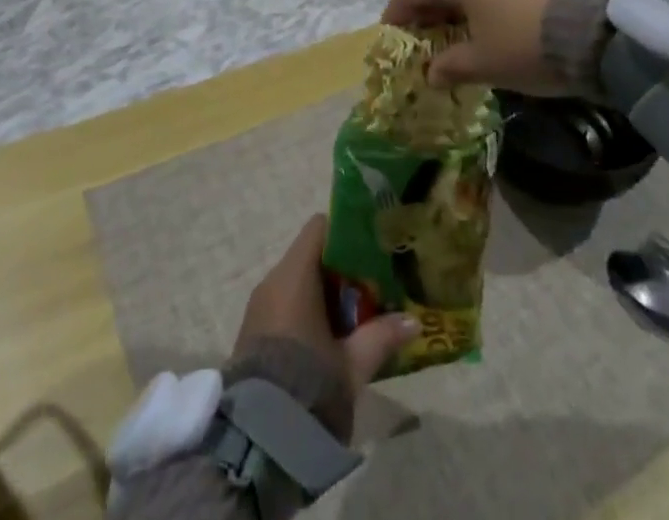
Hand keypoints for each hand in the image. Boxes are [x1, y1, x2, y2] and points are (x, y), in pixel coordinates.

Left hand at [235, 216, 415, 436]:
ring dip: (327, 295)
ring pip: (299, 283)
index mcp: (294, 275)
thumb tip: (414, 321)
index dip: (347, 233)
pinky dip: (309, 312)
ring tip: (359, 317)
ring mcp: (260, 307)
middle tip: (374, 289)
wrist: (257, 442)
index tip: (372, 250)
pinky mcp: (254, 333)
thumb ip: (382, 336)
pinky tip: (332, 339)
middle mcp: (273, 281)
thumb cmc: (309, 386)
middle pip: (311, 256)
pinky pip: (286, 305)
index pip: (319, 227)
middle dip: (343, 270)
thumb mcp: (353, 365)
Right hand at [381, 0, 614, 94]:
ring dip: (459, 3)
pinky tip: (497, 22)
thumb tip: (431, 71)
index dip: (397, 11)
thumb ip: (451, 66)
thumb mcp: (485, 63)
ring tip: (462, 34)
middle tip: (426, 39)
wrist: (601, 26)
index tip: (392, 36)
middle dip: (429, 8)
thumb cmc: (527, 43)